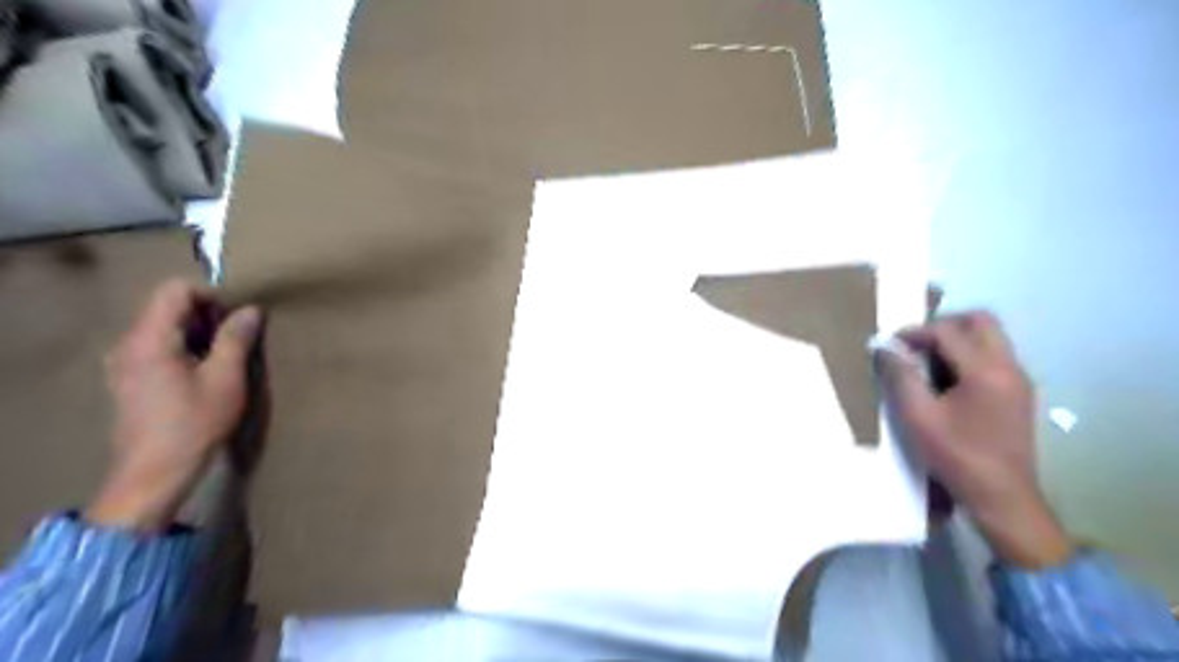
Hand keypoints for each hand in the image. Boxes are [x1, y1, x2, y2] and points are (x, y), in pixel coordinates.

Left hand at [86, 280, 260, 531]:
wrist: (154, 473)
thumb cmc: (194, 423)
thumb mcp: (226, 379)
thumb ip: (236, 339)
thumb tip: (250, 310)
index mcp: (150, 339)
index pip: (175, 290)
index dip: (210, 296)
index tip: (236, 320)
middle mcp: (129, 344)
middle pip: (167, 307)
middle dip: (207, 315)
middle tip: (237, 340)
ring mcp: (124, 363)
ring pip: (164, 328)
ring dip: (198, 333)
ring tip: (225, 358)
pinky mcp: (129, 380)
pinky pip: (157, 347)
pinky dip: (184, 349)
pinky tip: (204, 374)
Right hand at [874, 313, 1074, 566]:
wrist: (1002, 497)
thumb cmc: (956, 455)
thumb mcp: (918, 416)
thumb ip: (900, 376)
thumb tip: (884, 348)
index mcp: (986, 371)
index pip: (949, 332)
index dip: (915, 332)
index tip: (890, 345)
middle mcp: (1009, 367)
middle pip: (981, 322)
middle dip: (944, 325)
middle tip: (915, 343)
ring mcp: (1018, 381)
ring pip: (990, 338)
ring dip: (956, 340)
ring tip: (925, 362)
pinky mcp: (1018, 395)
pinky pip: (993, 358)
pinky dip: (967, 356)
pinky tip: (945, 381)